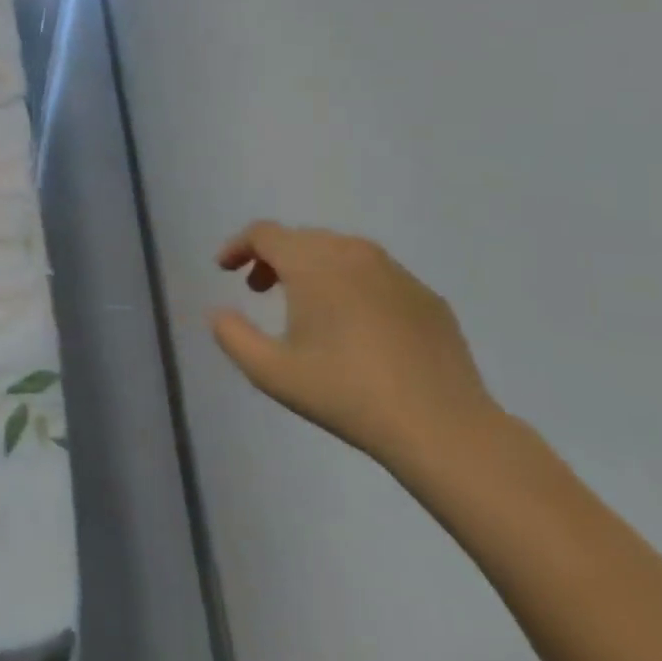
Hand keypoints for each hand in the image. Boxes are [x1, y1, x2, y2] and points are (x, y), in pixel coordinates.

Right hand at [210, 222, 502, 474]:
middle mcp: (354, 254)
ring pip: (340, 252)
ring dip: (311, 268)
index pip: (264, 234)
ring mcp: (396, 273)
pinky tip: (353, 325)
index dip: (238, 246)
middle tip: (258, 289)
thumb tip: (219, 313)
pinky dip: (350, 285)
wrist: (442, 426)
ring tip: (304, 305)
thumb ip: (232, 335)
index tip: (224, 269)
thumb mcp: (270, 371)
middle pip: (301, 238)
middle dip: (272, 257)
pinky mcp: (426, 297)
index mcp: (313, 264)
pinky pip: (375, 275)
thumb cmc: (345, 393)